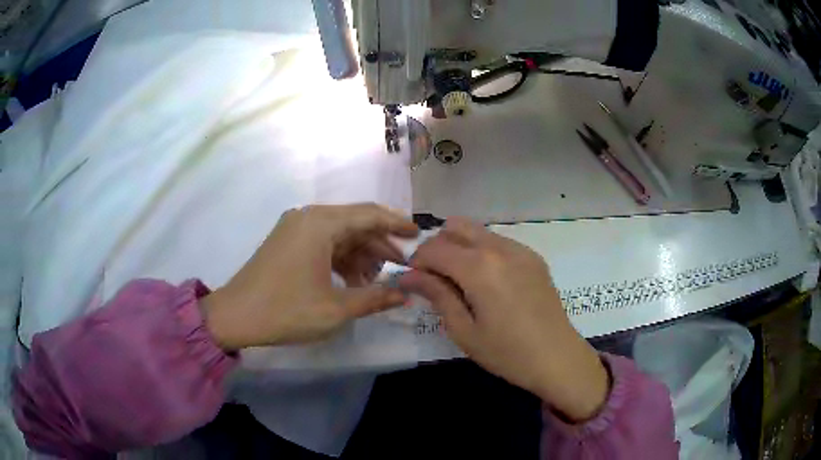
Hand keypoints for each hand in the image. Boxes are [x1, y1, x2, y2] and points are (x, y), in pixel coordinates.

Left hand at [201, 203, 418, 349]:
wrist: (235, 317)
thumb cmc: (286, 311)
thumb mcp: (336, 308)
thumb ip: (375, 298)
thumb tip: (406, 295)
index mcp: (320, 224)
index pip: (369, 215)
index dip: (398, 223)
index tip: (420, 234)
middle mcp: (308, 217)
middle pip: (355, 223)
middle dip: (381, 244)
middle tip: (403, 266)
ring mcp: (295, 228)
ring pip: (339, 234)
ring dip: (361, 254)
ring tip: (378, 280)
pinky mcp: (288, 241)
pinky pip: (323, 243)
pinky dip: (341, 259)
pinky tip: (352, 281)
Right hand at [399, 218, 608, 421]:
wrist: (557, 358)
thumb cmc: (506, 352)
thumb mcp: (463, 330)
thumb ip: (436, 295)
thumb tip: (407, 276)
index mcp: (479, 267)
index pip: (433, 248)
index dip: (416, 262)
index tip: (412, 282)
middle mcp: (499, 248)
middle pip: (455, 227)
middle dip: (437, 247)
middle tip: (436, 279)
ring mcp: (520, 249)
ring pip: (478, 231)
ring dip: (460, 247)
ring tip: (461, 282)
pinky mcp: (533, 257)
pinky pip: (499, 242)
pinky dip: (483, 252)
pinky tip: (488, 283)